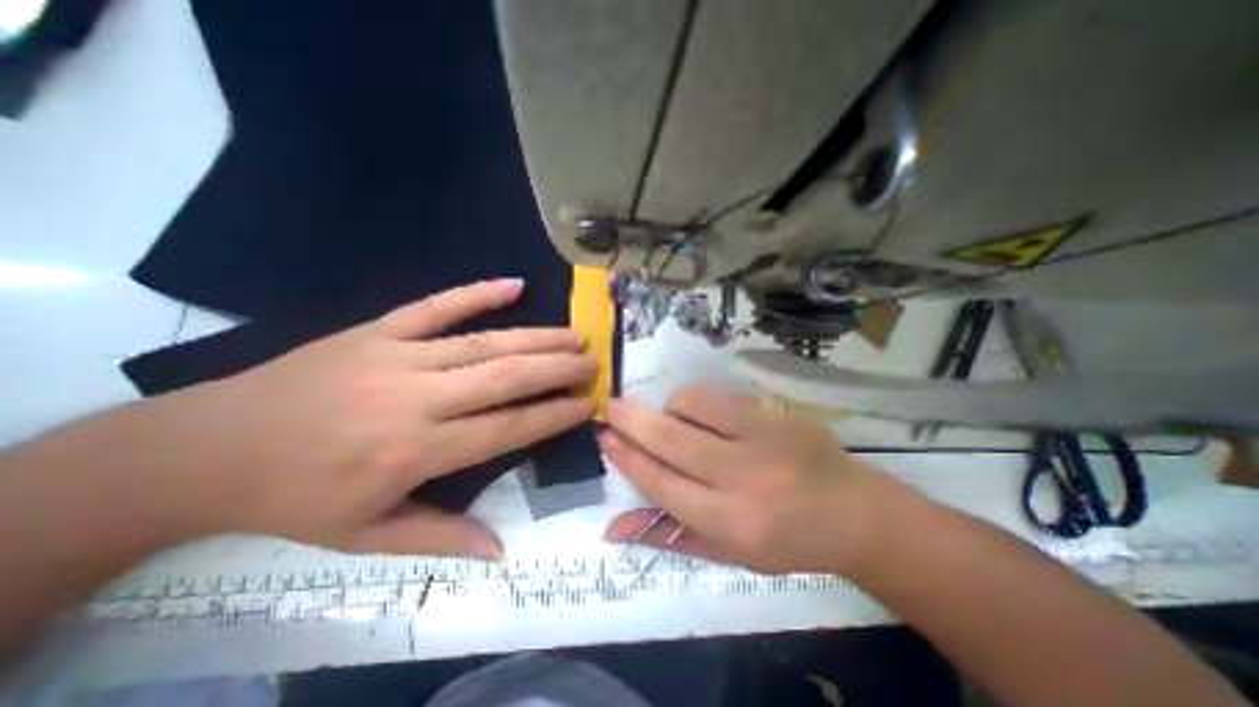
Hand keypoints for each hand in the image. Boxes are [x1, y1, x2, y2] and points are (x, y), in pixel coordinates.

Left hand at [138, 280, 594, 561]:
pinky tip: (513, 284)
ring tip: (575, 334)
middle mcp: (417, 398)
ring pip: (485, 342)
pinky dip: (476, 293)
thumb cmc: (294, 498)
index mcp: (415, 451)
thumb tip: (500, 551)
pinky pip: (436, 306)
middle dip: (558, 369)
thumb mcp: (364, 536)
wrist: (203, 449)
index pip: (507, 428)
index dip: (554, 415)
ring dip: (537, 337)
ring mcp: (397, 356)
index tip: (588, 404)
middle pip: (506, 377)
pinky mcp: (377, 329)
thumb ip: (440, 538)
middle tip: (592, 363)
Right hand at [597, 387, 904, 573]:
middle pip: (670, 439)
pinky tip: (700, 415)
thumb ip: (669, 537)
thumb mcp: (727, 554)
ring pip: (691, 405)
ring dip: (669, 409)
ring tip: (672, 421)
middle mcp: (743, 478)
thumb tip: (613, 529)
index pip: (661, 483)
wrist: (853, 513)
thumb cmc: (785, 542)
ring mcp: (761, 438)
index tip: (605, 436)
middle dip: (631, 419)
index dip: (627, 457)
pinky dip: (696, 401)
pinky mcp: (774, 415)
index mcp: (730, 524)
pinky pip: (717, 396)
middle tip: (611, 405)